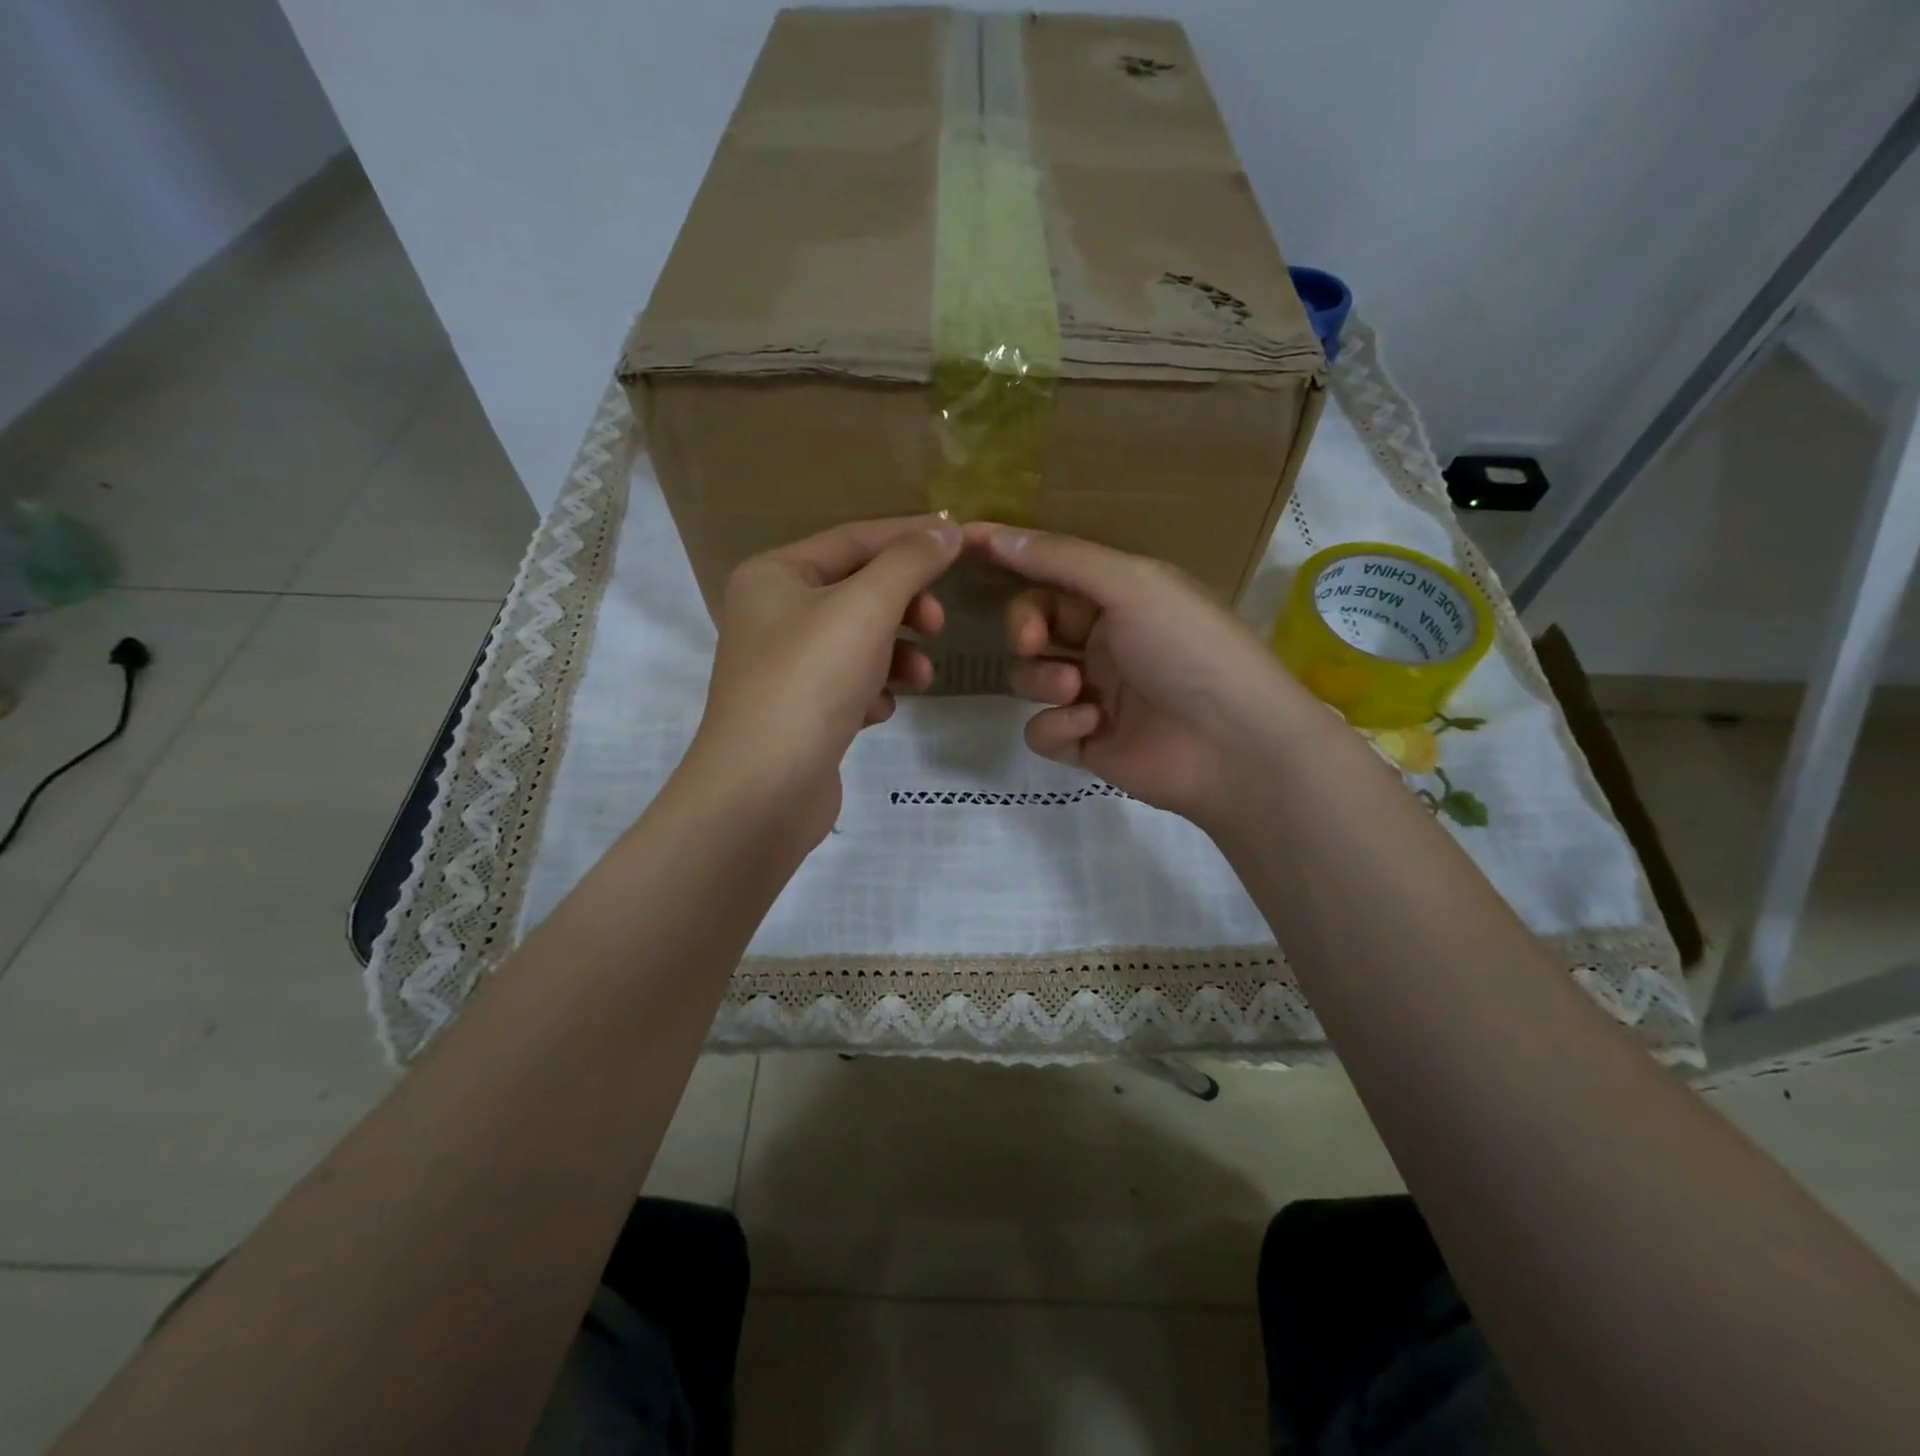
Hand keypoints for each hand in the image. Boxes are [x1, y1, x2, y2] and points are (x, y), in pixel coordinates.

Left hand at [689, 515, 961, 847]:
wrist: (762, 791)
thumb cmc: (809, 683)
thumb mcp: (865, 609)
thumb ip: (909, 563)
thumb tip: (946, 529)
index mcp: (774, 576)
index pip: (853, 539)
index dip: (909, 536)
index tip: (961, 540)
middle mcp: (773, 614)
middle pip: (858, 592)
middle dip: (905, 606)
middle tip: (938, 624)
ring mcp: (785, 667)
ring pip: (859, 643)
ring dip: (897, 655)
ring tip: (920, 678)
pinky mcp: (800, 713)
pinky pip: (850, 685)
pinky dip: (873, 692)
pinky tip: (878, 712)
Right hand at [968, 522, 1320, 830]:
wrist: (1234, 744)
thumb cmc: (1188, 648)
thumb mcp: (1131, 585)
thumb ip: (1061, 560)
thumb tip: (994, 534)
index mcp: (1121, 597)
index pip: (1052, 572)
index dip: (1012, 560)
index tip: (962, 547)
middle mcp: (1105, 641)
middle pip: (1033, 625)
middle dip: (1024, 629)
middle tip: (1032, 640)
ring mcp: (1095, 695)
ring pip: (1030, 679)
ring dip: (1041, 681)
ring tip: (1076, 691)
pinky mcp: (1088, 744)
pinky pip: (1044, 730)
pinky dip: (1058, 727)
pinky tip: (1091, 728)